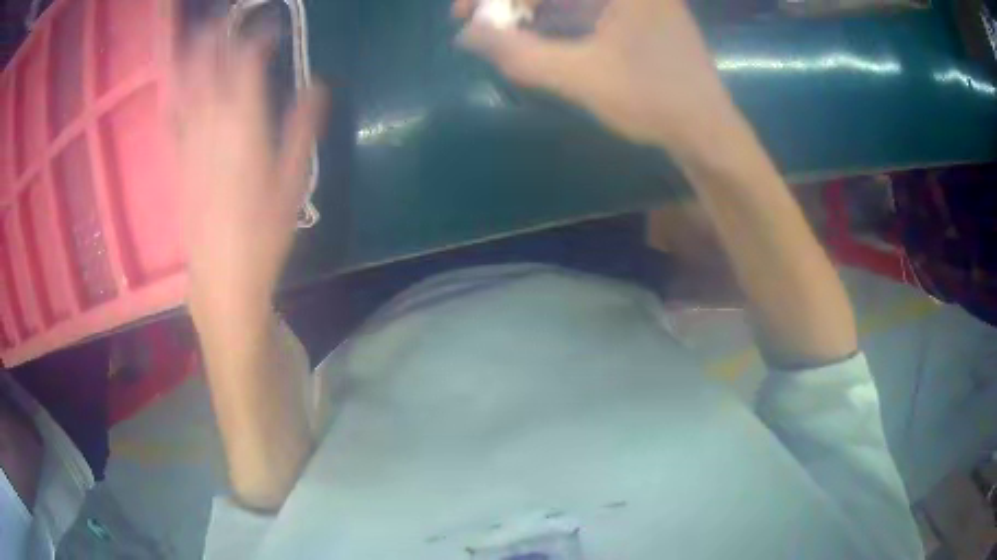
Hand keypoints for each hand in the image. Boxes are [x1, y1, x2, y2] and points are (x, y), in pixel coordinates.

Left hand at [175, 25, 327, 330]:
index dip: (256, 42)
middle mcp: (212, 127)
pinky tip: (174, 79)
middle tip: (225, 18)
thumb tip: (317, 86)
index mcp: (244, 129)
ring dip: (190, 56)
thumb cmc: (264, 235)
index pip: (246, 68)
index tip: (269, 28)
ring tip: (197, 33)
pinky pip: (172, 118)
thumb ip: (301, 130)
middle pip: (209, 69)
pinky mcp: (176, 162)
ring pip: (185, 88)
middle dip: (217, 38)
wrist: (221, 278)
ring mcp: (189, 144)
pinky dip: (173, 92)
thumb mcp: (293, 184)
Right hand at [454, 0, 734, 150]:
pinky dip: (552, 12)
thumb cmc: (654, 103)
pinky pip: (583, 3)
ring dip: (528, 6)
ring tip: (498, 28)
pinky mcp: (636, 10)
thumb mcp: (582, 77)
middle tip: (477, 21)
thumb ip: (520, 53)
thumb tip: (466, 34)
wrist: (708, 132)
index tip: (465, 14)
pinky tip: (531, 29)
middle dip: (510, 1)